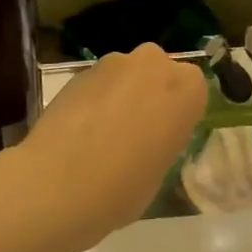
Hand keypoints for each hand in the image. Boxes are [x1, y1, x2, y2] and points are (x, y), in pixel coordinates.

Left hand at [15, 44, 206, 248]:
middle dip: (150, 95)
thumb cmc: (123, 188)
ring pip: (126, 76)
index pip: (193, 91)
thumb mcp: (160, 171)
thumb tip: (148, 137)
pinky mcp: (78, 71)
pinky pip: (97, 84)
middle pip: (159, 73)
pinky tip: (79, 131)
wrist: (57, 185)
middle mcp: (153, 64)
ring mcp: (112, 63)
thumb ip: (162, 141)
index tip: (166, 137)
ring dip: (121, 95)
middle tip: (137, 132)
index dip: (178, 114)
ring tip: (103, 134)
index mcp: (186, 88)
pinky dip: (94, 100)